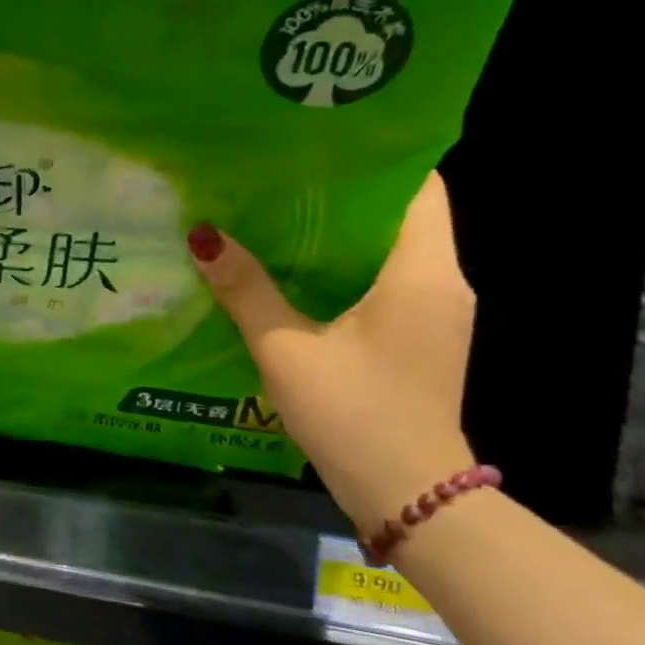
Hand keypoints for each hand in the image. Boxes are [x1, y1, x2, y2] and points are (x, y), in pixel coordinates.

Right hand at [188, 173, 475, 532]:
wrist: (410, 498)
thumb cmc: (354, 413)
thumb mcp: (287, 349)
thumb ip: (245, 289)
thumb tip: (203, 235)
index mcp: (422, 272)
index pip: (419, 185)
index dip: (373, 158)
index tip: (316, 146)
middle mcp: (441, 283)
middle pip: (399, 215)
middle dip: (342, 194)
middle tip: (277, 177)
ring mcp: (435, 315)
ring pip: (389, 251)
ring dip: (339, 235)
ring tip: (276, 216)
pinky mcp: (420, 340)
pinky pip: (385, 283)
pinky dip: (345, 270)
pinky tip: (294, 274)